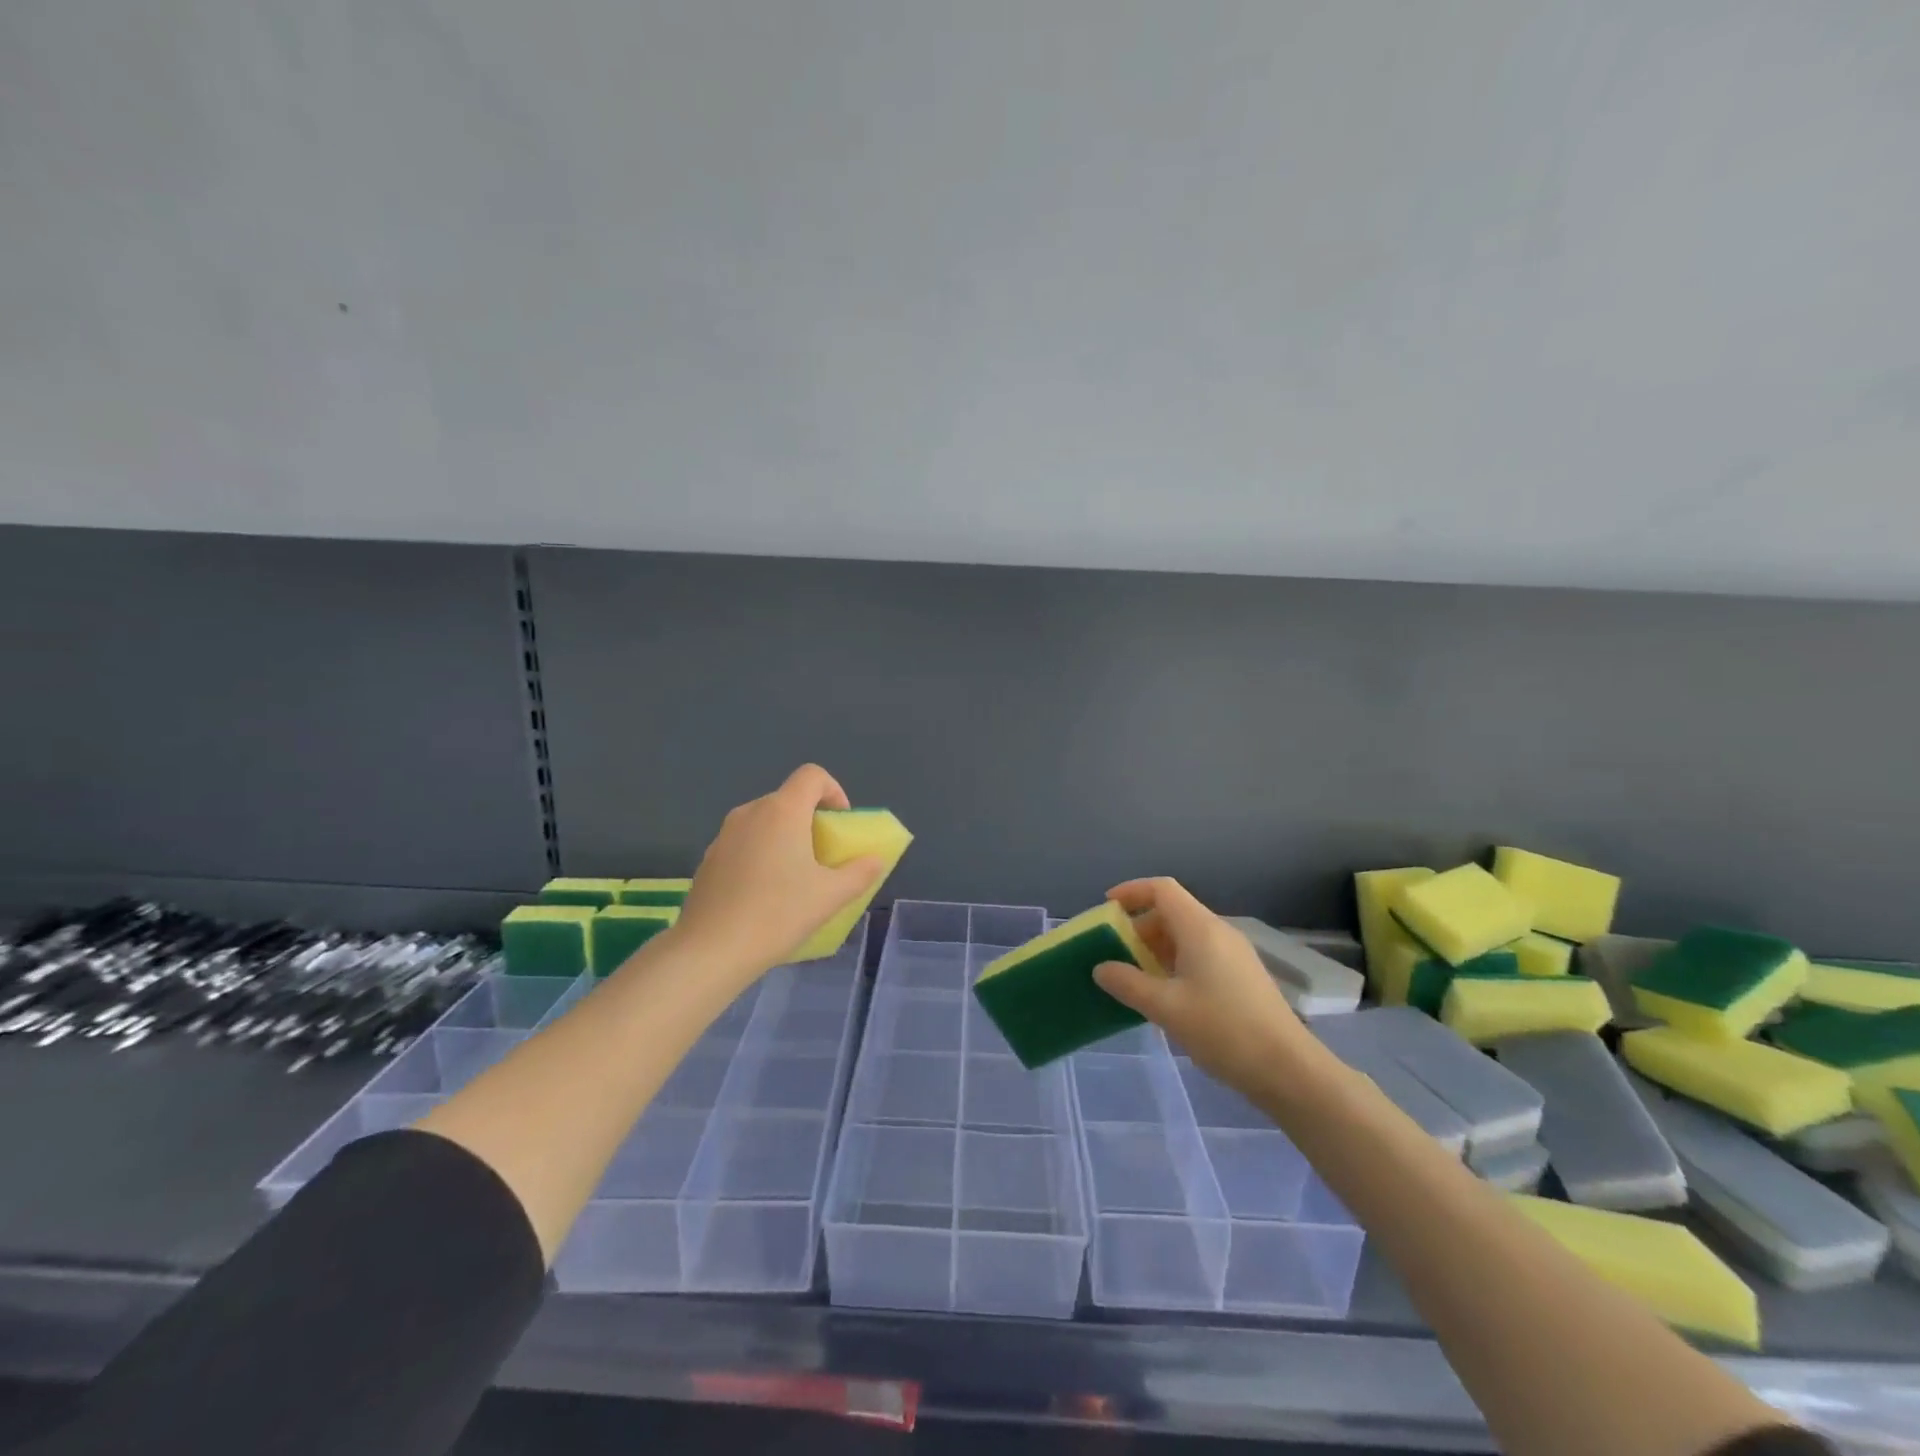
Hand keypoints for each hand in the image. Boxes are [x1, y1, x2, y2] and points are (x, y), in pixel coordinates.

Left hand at [672, 764, 883, 983]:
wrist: (711, 950)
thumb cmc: (778, 913)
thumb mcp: (830, 896)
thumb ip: (859, 873)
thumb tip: (875, 860)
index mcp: (783, 811)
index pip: (812, 775)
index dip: (833, 791)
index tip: (840, 823)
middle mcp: (751, 812)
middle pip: (788, 799)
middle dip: (811, 820)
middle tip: (823, 856)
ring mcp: (724, 835)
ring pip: (764, 822)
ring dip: (785, 838)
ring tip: (794, 878)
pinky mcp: (708, 858)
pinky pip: (744, 843)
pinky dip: (761, 855)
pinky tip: (763, 895)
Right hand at [1092, 877, 1322, 1099]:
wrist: (1288, 1070)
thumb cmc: (1224, 1030)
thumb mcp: (1166, 1008)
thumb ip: (1128, 984)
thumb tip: (1101, 968)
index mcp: (1200, 929)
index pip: (1162, 889)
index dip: (1131, 891)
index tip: (1106, 909)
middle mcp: (1218, 932)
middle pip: (1172, 912)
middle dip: (1139, 928)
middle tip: (1114, 954)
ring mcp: (1234, 954)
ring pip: (1185, 936)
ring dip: (1156, 949)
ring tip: (1134, 979)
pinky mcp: (1241, 976)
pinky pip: (1199, 955)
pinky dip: (1174, 964)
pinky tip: (1165, 997)